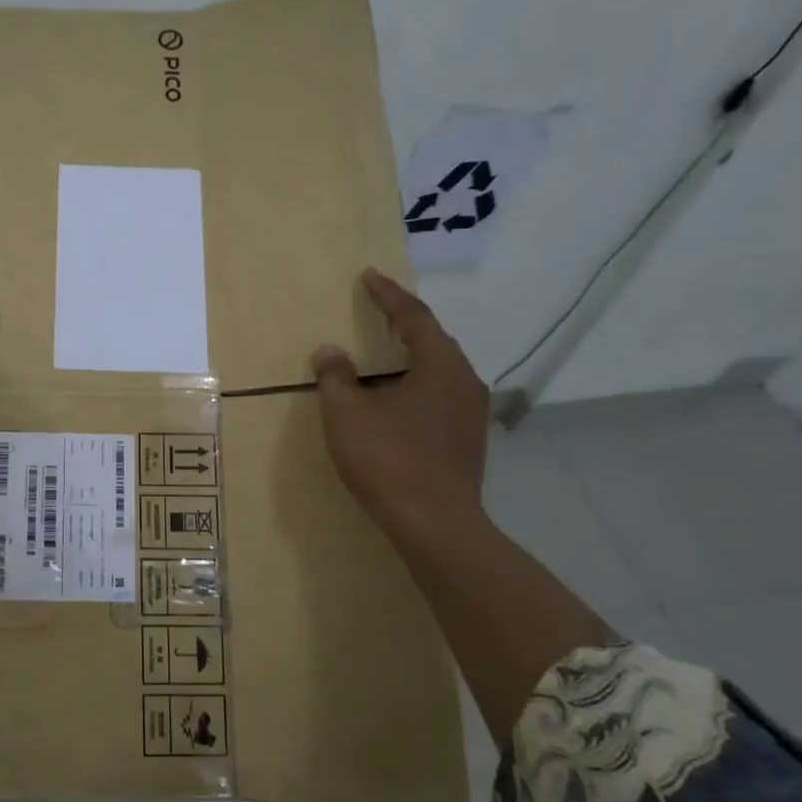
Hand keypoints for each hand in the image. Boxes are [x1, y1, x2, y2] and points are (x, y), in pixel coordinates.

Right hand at [311, 269, 489, 542]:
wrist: (435, 525)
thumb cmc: (388, 459)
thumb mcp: (347, 414)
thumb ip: (336, 377)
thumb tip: (330, 352)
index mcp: (438, 365)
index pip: (413, 317)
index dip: (387, 295)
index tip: (369, 276)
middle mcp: (464, 381)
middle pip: (433, 340)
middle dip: (404, 322)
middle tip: (378, 308)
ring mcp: (471, 413)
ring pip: (440, 370)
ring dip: (412, 356)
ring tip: (386, 353)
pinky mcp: (468, 440)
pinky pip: (441, 395)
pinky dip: (417, 384)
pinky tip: (398, 398)